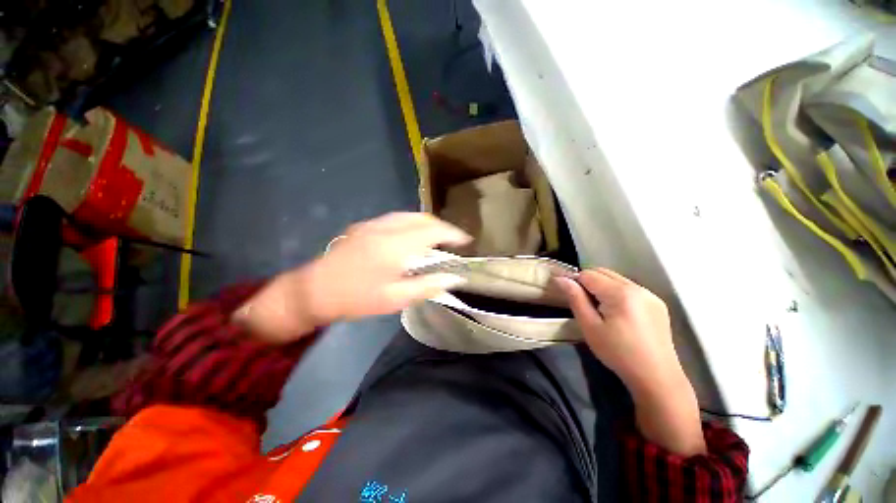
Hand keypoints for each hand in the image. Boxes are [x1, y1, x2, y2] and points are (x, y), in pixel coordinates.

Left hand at [234, 213, 470, 342]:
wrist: (314, 291)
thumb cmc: (357, 299)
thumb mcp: (395, 299)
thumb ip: (427, 286)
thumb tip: (454, 278)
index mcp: (395, 246)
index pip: (433, 231)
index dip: (452, 233)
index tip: (466, 240)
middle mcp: (385, 228)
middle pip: (422, 218)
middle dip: (442, 226)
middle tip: (453, 240)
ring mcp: (373, 224)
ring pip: (409, 215)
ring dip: (427, 223)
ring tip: (437, 237)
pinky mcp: (364, 226)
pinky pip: (396, 218)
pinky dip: (412, 223)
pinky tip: (413, 236)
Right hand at [556, 268, 705, 455]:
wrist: (656, 377)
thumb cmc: (618, 353)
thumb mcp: (590, 327)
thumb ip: (575, 299)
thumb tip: (561, 278)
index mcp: (620, 293)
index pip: (589, 274)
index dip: (576, 283)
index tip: (572, 299)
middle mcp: (637, 287)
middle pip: (603, 272)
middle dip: (589, 282)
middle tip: (585, 305)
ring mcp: (650, 295)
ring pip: (617, 279)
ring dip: (603, 287)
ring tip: (601, 310)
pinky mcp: (657, 303)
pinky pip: (630, 288)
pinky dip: (617, 293)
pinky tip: (618, 314)